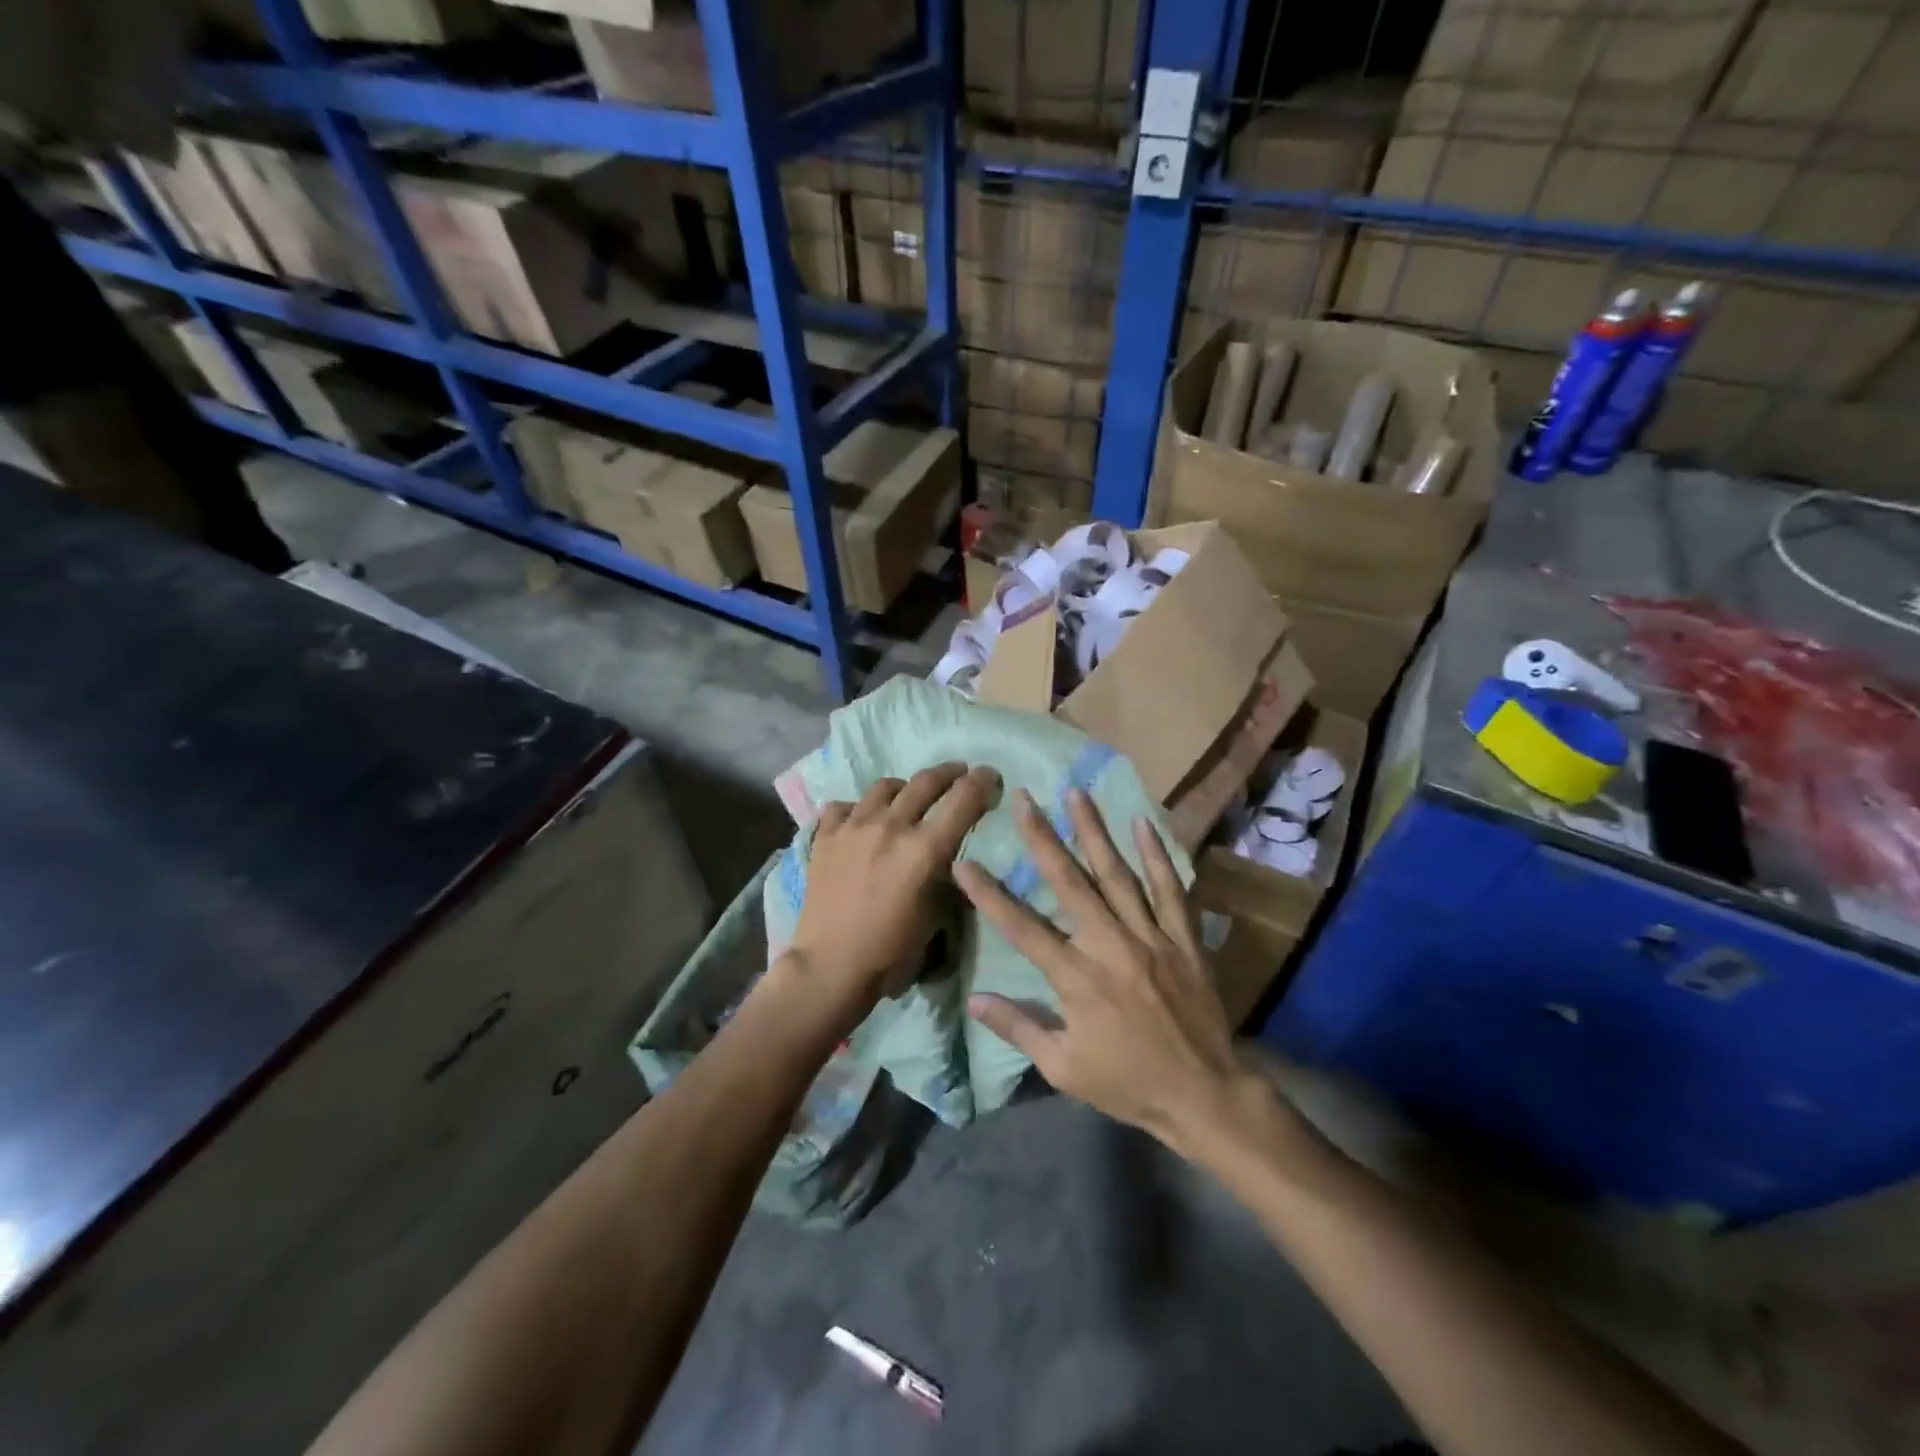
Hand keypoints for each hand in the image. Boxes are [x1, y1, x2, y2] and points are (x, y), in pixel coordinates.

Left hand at [788, 762, 999, 1020]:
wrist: (830, 967)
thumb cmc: (891, 953)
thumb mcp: (936, 917)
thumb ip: (947, 879)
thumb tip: (951, 859)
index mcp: (925, 849)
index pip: (964, 799)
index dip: (983, 782)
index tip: (990, 776)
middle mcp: (891, 826)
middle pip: (926, 781)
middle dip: (950, 772)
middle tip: (959, 772)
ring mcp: (854, 827)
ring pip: (884, 787)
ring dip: (905, 787)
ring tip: (908, 795)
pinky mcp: (825, 836)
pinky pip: (844, 806)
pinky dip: (858, 808)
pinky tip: (861, 819)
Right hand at [955, 788, 1252, 1152]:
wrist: (1204, 1095)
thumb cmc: (1128, 1084)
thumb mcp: (1063, 1068)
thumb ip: (1019, 1028)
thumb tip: (974, 998)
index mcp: (1077, 979)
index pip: (1021, 927)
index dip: (988, 894)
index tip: (963, 861)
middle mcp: (1111, 946)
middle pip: (1070, 883)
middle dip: (1043, 838)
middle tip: (1024, 799)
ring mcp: (1151, 937)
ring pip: (1118, 874)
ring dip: (1094, 831)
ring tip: (1076, 793)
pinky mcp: (1184, 938)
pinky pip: (1171, 889)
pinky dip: (1157, 855)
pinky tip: (1143, 823)